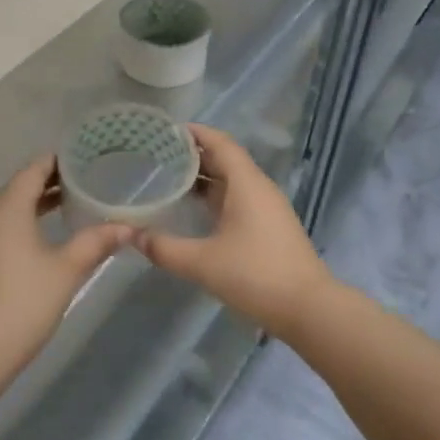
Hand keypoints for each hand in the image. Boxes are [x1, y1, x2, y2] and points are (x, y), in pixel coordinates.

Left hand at [0, 155, 130, 363]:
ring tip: (66, 206)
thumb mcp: (67, 269)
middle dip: (48, 183)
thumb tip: (128, 227)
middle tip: (82, 181)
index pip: (32, 171)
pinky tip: (41, 238)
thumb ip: (96, 242)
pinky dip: (21, 223)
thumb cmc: (25, 300)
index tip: (81, 158)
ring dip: (34, 204)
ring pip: (7, 209)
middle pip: (18, 188)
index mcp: (8, 208)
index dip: (56, 162)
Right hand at [133, 124, 335, 330]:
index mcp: (247, 184)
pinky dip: (214, 197)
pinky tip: (193, 210)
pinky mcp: (269, 227)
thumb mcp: (202, 263)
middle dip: (192, 155)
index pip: (220, 143)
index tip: (164, 131)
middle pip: (225, 159)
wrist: (308, 309)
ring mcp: (267, 208)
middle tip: (156, 155)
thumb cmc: (255, 275)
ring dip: (203, 177)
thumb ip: (164, 248)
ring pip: (231, 181)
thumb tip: (131, 236)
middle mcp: (259, 188)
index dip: (194, 133)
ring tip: (168, 179)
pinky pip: (238, 199)